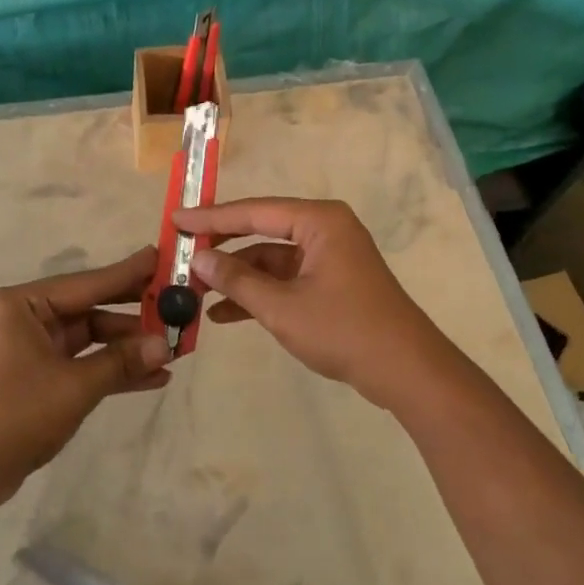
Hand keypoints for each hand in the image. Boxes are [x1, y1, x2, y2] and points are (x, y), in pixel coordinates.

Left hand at [0, 246, 171, 507]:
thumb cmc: (16, 413)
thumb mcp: (75, 385)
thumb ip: (121, 361)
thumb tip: (166, 345)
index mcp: (26, 304)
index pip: (88, 282)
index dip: (129, 274)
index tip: (162, 257)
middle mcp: (29, 317)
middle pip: (92, 308)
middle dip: (134, 313)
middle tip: (177, 304)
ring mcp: (34, 348)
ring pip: (92, 338)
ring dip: (128, 347)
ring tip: (174, 348)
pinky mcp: (40, 376)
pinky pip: (84, 363)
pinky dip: (113, 369)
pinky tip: (153, 377)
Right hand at [174, 197, 458, 411]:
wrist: (407, 372)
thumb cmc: (345, 330)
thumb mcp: (282, 307)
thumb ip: (237, 279)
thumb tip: (198, 258)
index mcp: (318, 221)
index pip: (253, 212)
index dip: (211, 218)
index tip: (176, 218)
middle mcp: (324, 229)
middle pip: (261, 231)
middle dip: (222, 247)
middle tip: (180, 253)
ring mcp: (329, 257)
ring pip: (271, 258)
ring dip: (237, 276)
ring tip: (194, 291)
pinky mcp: (331, 282)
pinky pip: (286, 278)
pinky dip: (258, 293)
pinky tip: (223, 314)